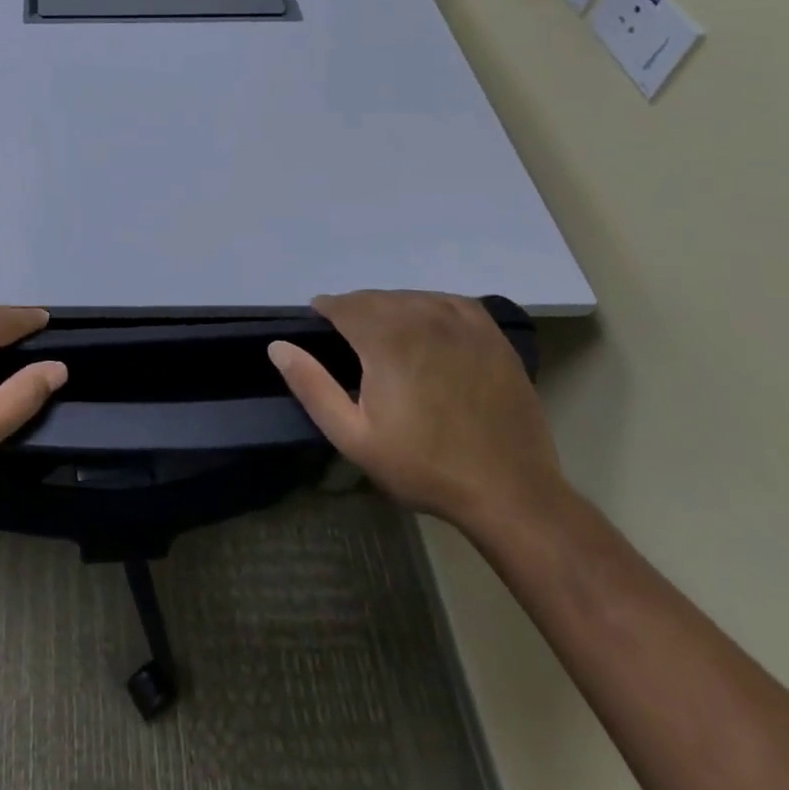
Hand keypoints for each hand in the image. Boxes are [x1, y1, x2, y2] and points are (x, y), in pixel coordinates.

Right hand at [268, 291, 565, 534]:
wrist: (510, 492)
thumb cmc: (425, 466)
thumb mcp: (354, 437)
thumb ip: (312, 386)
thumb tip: (278, 346)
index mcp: (385, 337)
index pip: (341, 304)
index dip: (325, 313)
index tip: (321, 332)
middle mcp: (421, 316)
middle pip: (373, 298)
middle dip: (355, 313)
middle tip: (352, 346)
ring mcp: (460, 321)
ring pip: (408, 297)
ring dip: (390, 310)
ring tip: (387, 341)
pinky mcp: (489, 332)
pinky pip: (445, 301)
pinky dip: (427, 308)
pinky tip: (425, 329)